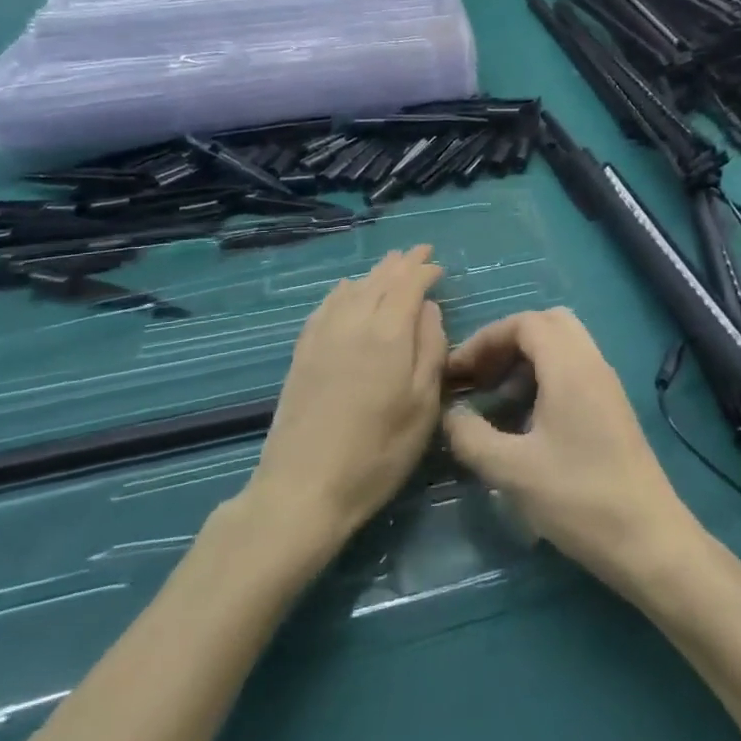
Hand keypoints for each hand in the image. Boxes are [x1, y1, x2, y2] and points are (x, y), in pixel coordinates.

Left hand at [244, 247, 446, 543]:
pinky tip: (346, 290)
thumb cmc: (378, 452)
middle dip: (401, 263)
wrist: (303, 488)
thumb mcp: (423, 406)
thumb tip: (428, 309)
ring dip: (374, 273)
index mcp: (388, 334)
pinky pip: (326, 306)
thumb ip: (431, 350)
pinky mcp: (302, 353)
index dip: (424, 269)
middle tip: (418, 252)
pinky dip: (343, 290)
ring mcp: (323, 336)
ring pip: (352, 288)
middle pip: (379, 280)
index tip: (438, 264)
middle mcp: (354, 323)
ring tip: (389, 265)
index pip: (408, 284)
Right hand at [442, 309, 706, 596]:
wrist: (649, 539)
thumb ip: (472, 437)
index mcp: (570, 366)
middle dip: (507, 342)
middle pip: (547, 324)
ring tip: (497, 401)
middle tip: (481, 377)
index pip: (524, 323)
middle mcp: (592, 363)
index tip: (458, 372)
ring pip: (563, 346)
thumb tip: (451, 415)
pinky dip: (546, 378)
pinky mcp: (613, 408)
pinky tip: (527, 422)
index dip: (485, 339)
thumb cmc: (579, 498)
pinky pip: (575, 370)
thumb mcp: (513, 471)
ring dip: (526, 360)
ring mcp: (607, 385)